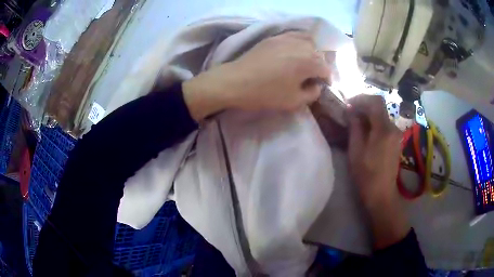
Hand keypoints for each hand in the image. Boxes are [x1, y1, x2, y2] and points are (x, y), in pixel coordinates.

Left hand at [183, 32, 329, 120]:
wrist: (236, 81)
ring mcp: (286, 38)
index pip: (326, 69)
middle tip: (312, 77)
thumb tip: (317, 86)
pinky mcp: (274, 37)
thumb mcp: (294, 101)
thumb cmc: (266, 93)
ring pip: (308, 42)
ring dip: (311, 52)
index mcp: (309, 62)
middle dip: (319, 66)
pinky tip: (294, 51)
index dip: (326, 80)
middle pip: (319, 54)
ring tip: (304, 63)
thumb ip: (312, 94)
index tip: (321, 87)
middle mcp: (301, 46)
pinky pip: (294, 35)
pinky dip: (299, 42)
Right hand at [347, 95, 409, 249]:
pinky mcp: (396, 141)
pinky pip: (384, 125)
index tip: (349, 104)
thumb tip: (351, 110)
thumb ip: (355, 127)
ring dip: (369, 115)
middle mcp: (393, 128)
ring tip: (355, 123)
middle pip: (379, 107)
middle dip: (364, 106)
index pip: (375, 101)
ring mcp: (396, 134)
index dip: (361, 98)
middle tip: (350, 113)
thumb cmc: (366, 174)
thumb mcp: (356, 150)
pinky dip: (374, 123)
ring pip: (382, 116)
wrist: (382, 193)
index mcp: (384, 129)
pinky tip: (366, 132)